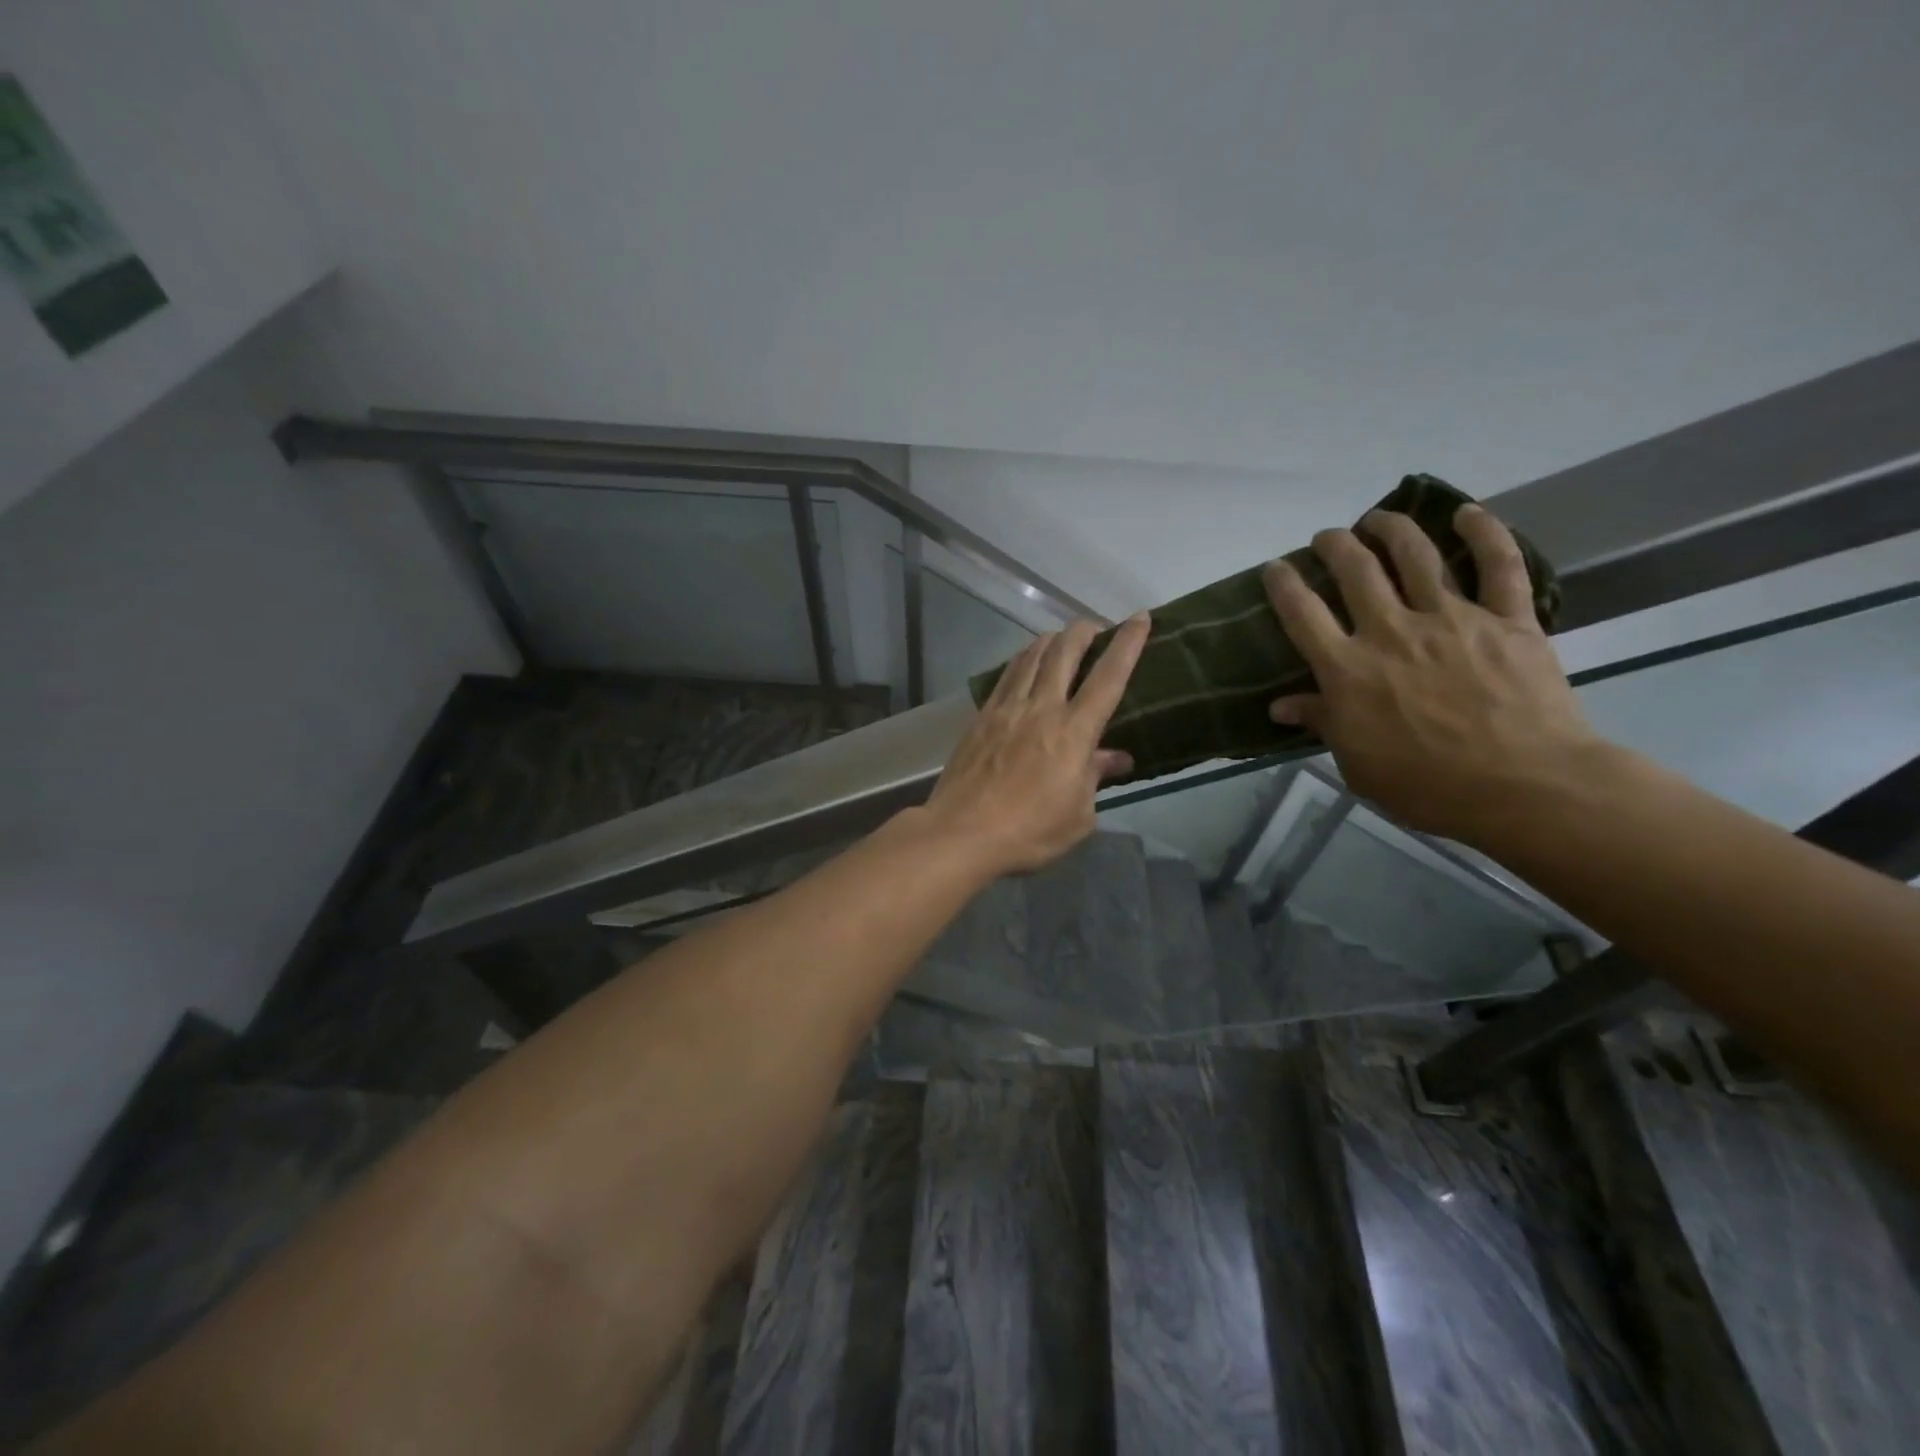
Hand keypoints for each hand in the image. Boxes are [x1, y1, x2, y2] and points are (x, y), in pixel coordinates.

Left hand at [923, 614, 1150, 876]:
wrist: (962, 832)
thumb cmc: (1029, 831)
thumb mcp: (1078, 816)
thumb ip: (1095, 778)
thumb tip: (1115, 757)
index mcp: (1074, 732)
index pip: (1109, 677)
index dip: (1128, 644)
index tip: (1140, 618)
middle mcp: (1041, 708)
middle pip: (1064, 652)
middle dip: (1084, 631)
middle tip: (1095, 627)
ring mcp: (1007, 709)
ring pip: (1031, 657)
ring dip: (1051, 640)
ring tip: (1061, 637)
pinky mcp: (981, 717)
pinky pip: (1006, 676)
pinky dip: (1021, 660)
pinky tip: (1024, 662)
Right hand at [1263, 504, 1603, 843]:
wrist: (1523, 787)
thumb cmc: (1426, 785)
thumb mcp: (1356, 762)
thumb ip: (1322, 722)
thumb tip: (1280, 706)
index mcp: (1348, 669)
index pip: (1302, 614)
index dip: (1283, 584)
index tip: (1275, 567)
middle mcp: (1391, 631)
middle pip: (1355, 571)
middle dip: (1335, 545)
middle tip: (1327, 537)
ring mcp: (1452, 619)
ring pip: (1416, 555)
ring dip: (1392, 528)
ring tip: (1378, 517)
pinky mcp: (1508, 619)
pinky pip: (1499, 565)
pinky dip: (1484, 533)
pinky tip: (1467, 513)